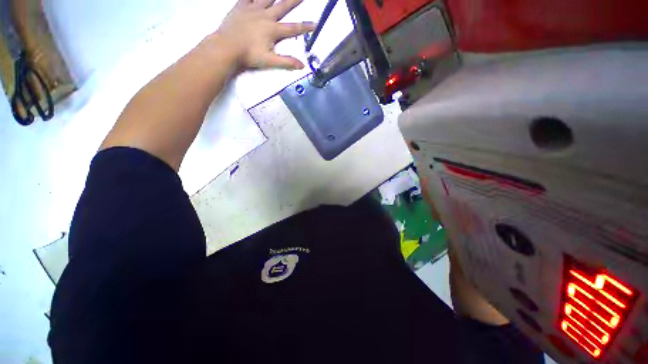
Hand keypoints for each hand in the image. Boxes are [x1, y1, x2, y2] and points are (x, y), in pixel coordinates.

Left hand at [214, 0, 315, 70]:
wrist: (227, 47)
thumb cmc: (249, 55)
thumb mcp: (270, 61)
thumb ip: (287, 62)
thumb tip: (302, 65)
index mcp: (273, 30)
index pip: (293, 28)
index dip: (305, 27)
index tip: (315, 24)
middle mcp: (265, 16)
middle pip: (283, 6)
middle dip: (294, 0)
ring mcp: (252, 9)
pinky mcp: (241, 6)